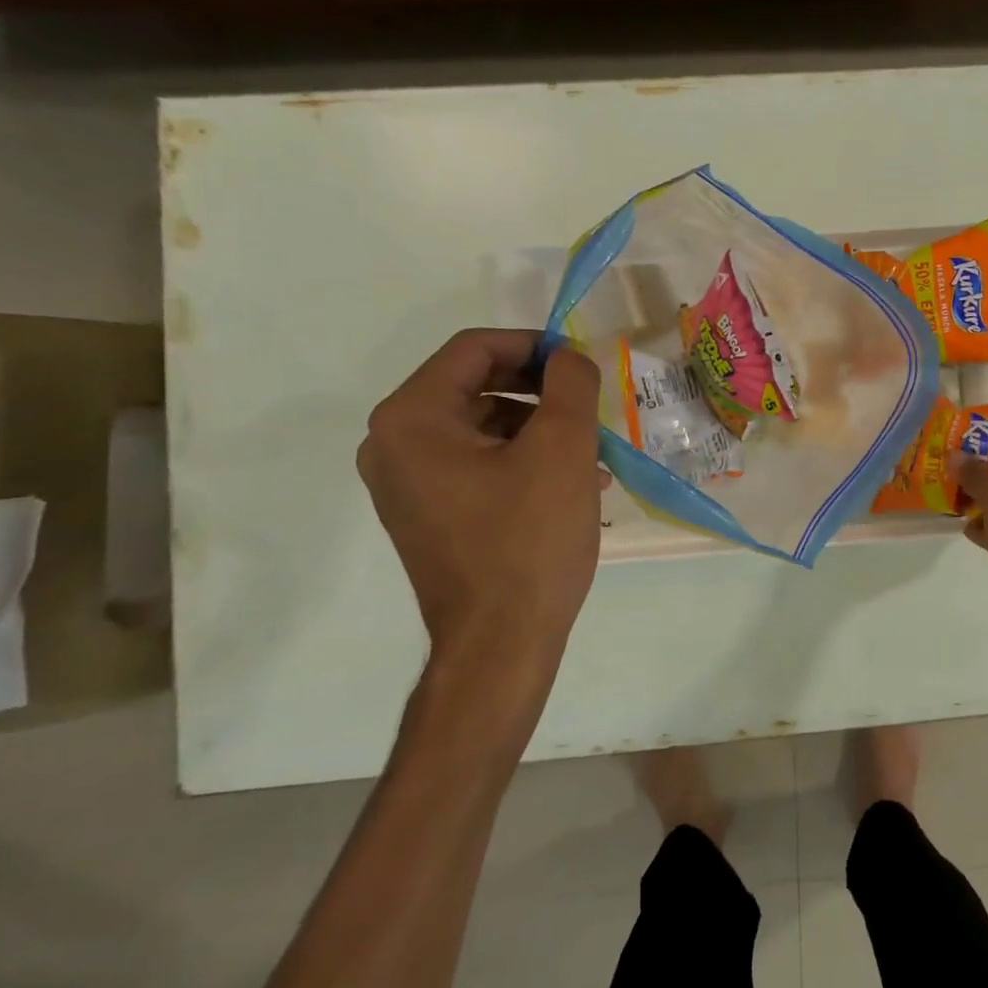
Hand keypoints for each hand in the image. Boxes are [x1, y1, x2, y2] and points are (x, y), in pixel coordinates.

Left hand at [358, 330, 606, 672]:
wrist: (501, 642)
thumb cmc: (529, 539)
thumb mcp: (562, 449)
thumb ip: (569, 384)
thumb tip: (568, 357)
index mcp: (412, 418)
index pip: (474, 349)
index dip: (534, 345)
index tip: (582, 363)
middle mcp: (394, 444)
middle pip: (476, 386)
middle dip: (541, 391)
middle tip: (590, 407)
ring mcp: (408, 484)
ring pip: (484, 428)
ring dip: (541, 428)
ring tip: (593, 455)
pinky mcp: (430, 514)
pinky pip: (479, 465)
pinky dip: (525, 461)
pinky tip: (575, 485)